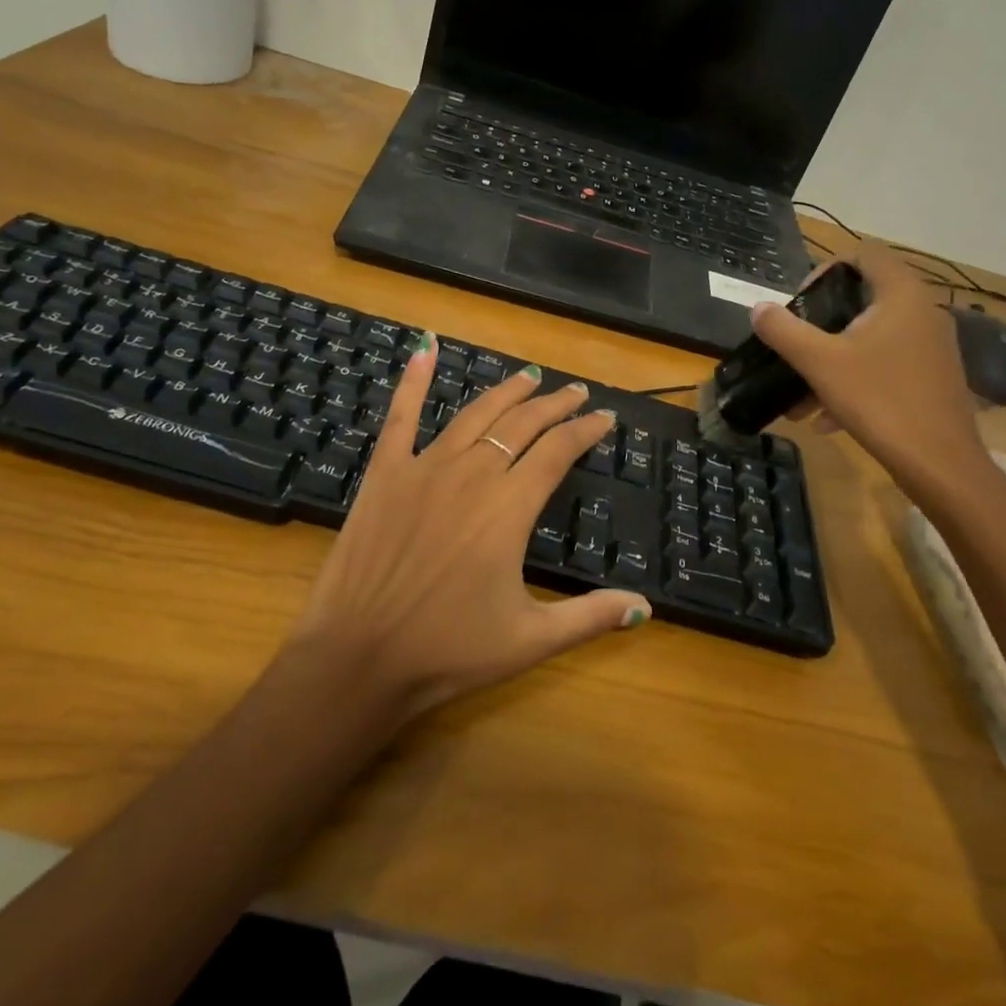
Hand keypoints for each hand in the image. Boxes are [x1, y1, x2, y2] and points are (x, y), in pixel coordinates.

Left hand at [285, 336, 651, 722]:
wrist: (359, 657)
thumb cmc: (449, 650)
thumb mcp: (531, 640)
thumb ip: (591, 616)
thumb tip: (646, 607)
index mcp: (510, 506)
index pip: (558, 451)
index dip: (585, 430)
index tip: (604, 417)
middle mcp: (473, 473)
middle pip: (523, 424)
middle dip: (555, 404)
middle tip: (576, 391)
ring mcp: (425, 467)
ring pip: (476, 414)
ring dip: (506, 392)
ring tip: (529, 377)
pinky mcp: (385, 472)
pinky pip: (400, 416)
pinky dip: (414, 380)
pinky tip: (425, 348)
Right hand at [750, 244, 992, 496]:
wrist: (940, 465)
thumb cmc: (880, 400)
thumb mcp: (820, 363)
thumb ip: (784, 331)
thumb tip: (759, 307)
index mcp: (901, 295)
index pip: (864, 255)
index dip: (825, 270)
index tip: (800, 303)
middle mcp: (923, 312)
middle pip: (863, 299)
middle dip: (822, 324)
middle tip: (796, 345)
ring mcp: (931, 347)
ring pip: (871, 339)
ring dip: (833, 360)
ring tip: (801, 396)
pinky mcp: (932, 378)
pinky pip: (886, 366)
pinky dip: (855, 381)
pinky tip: (827, 419)